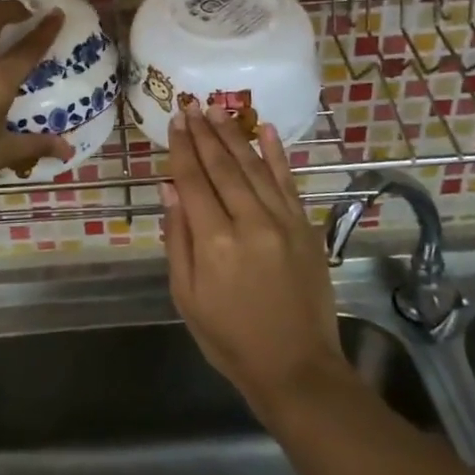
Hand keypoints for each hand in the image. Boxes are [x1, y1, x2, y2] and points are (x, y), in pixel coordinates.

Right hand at [161, 105, 345, 415]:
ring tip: (217, 109)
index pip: (193, 181)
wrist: (297, 368)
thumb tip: (169, 188)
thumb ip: (178, 238)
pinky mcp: (305, 228)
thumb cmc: (230, 338)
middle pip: (222, 167)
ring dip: (234, 135)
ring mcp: (283, 222)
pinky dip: (278, 154)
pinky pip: (289, 182)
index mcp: (215, 242)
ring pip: (254, 167)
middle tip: (192, 105)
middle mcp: (250, 223)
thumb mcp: (187, 296)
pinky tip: (267, 130)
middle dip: (204, 133)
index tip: (174, 122)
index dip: (182, 149)